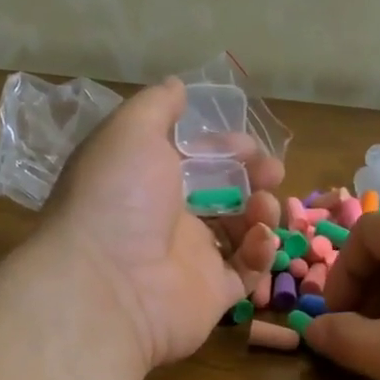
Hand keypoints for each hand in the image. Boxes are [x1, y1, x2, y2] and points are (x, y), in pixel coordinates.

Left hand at [39, 78, 283, 368]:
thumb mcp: (130, 132)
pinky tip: (260, 238)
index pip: (197, 160)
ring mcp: (192, 260)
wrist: (107, 284)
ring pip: (241, 231)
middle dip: (254, 177)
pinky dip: (261, 252)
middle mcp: (169, 219)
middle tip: (272, 173)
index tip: (248, 145)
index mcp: (148, 181)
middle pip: (224, 193)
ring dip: (262, 211)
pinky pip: (248, 271)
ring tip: (264, 207)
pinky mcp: (214, 295)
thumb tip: (177, 85)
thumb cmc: (118, 198)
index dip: (226, 148)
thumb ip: (157, 105)